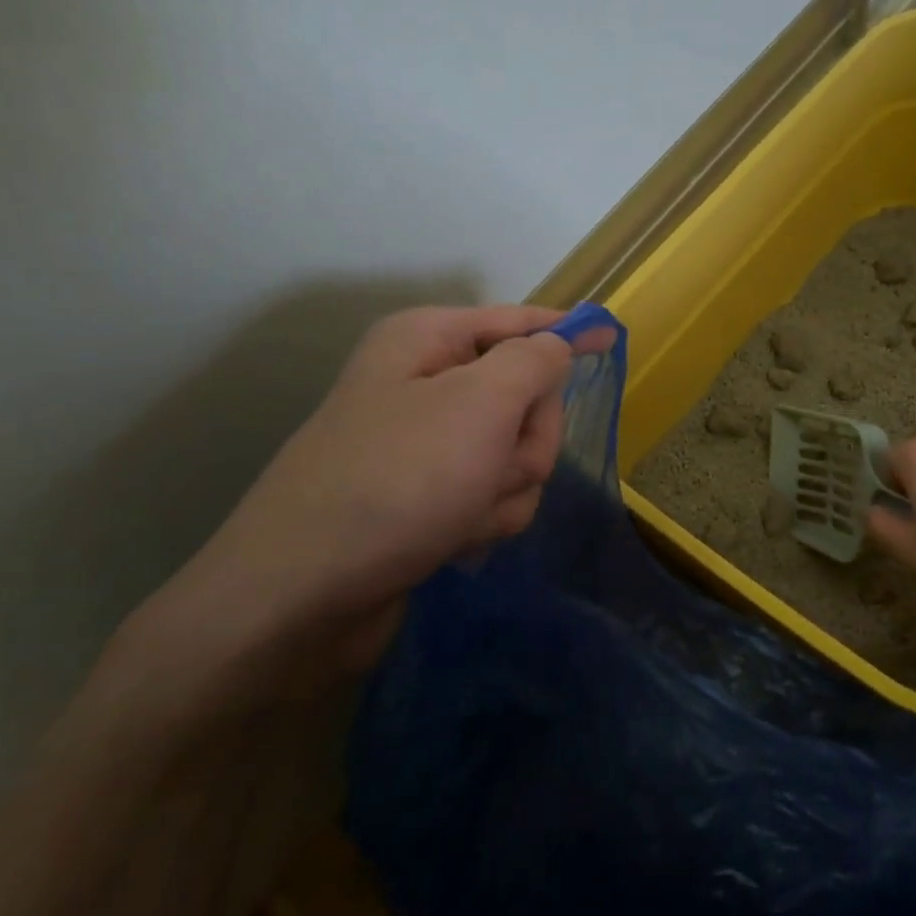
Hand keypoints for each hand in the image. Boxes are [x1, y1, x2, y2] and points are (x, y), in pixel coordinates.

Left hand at [115, 304, 585, 701]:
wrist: (304, 592)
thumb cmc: (398, 480)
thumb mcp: (480, 405)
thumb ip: (534, 362)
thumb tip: (558, 343)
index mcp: (428, 341)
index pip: (518, 323)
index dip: (566, 332)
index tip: (611, 338)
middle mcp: (426, 384)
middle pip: (525, 398)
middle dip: (527, 440)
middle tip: (496, 466)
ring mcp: (427, 446)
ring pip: (516, 456)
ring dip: (506, 488)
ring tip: (464, 514)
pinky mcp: (428, 498)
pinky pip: (491, 495)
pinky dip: (484, 518)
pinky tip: (452, 539)